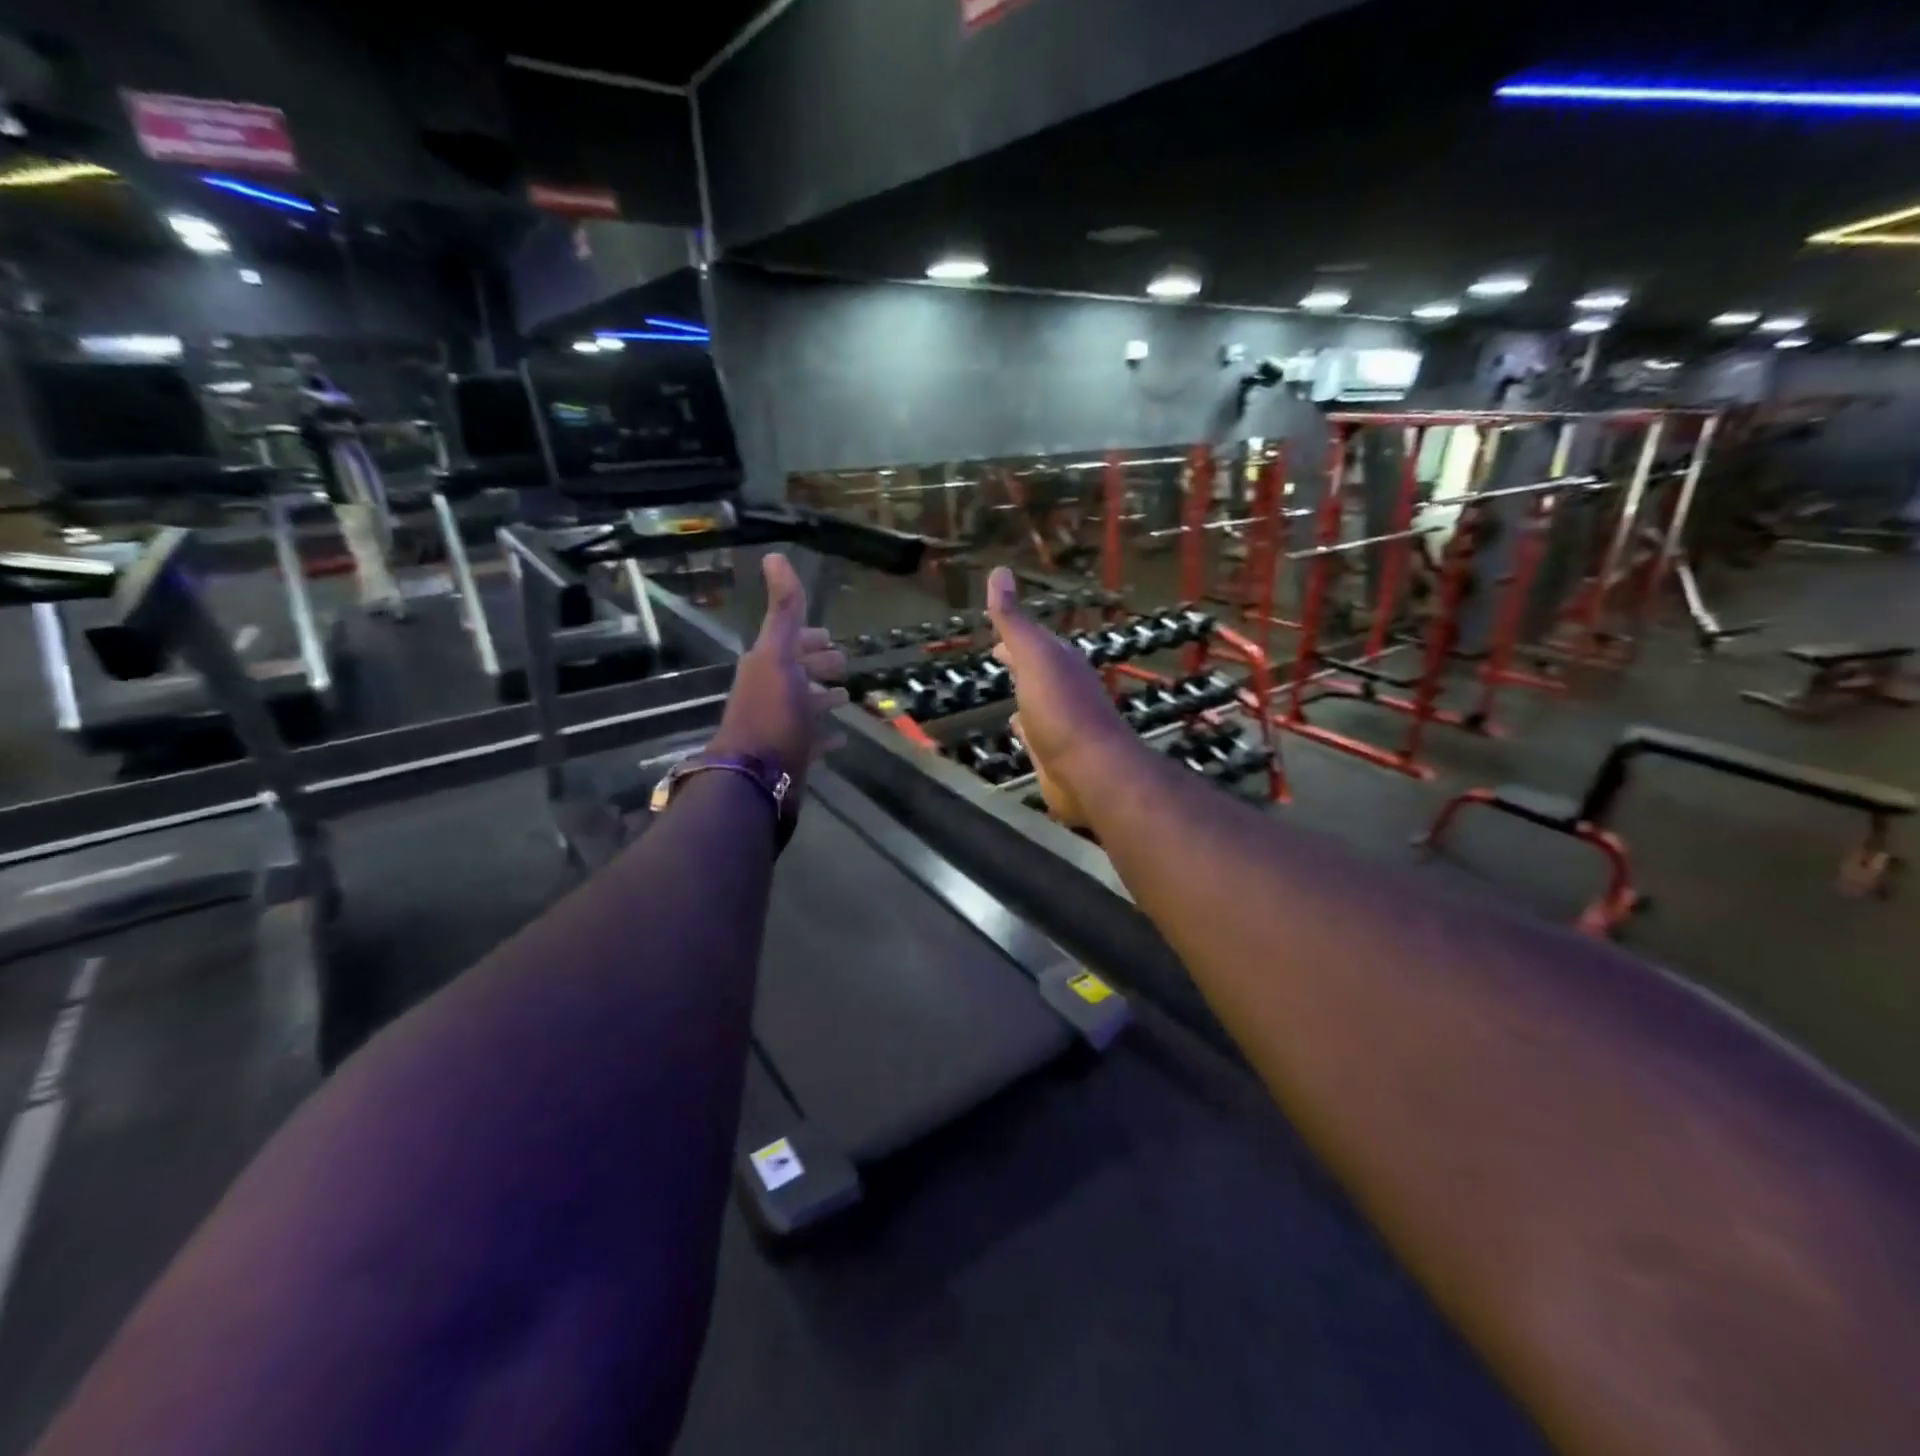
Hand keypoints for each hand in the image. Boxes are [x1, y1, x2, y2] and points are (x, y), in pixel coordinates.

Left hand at [710, 553, 847, 796]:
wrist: (756, 775)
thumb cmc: (771, 711)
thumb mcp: (778, 654)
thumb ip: (782, 610)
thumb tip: (774, 555)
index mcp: (766, 666)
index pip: (790, 643)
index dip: (809, 638)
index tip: (830, 637)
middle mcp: (771, 694)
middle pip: (798, 673)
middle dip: (818, 666)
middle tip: (843, 665)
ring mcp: (780, 727)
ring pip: (805, 707)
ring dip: (823, 700)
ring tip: (845, 698)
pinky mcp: (791, 756)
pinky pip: (812, 742)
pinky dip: (826, 737)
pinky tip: (842, 739)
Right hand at [985, 566, 1141, 826]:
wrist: (1090, 771)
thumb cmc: (1061, 709)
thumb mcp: (1035, 657)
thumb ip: (1015, 621)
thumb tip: (998, 571)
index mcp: (1060, 662)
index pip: (1034, 640)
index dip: (1014, 633)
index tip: (995, 630)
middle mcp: (1063, 688)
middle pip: (1037, 668)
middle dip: (1019, 660)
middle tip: (998, 654)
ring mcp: (1059, 722)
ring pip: (1035, 700)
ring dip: (1023, 692)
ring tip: (1005, 688)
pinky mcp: (1053, 753)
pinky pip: (1033, 733)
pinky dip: (1023, 726)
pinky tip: (1015, 728)